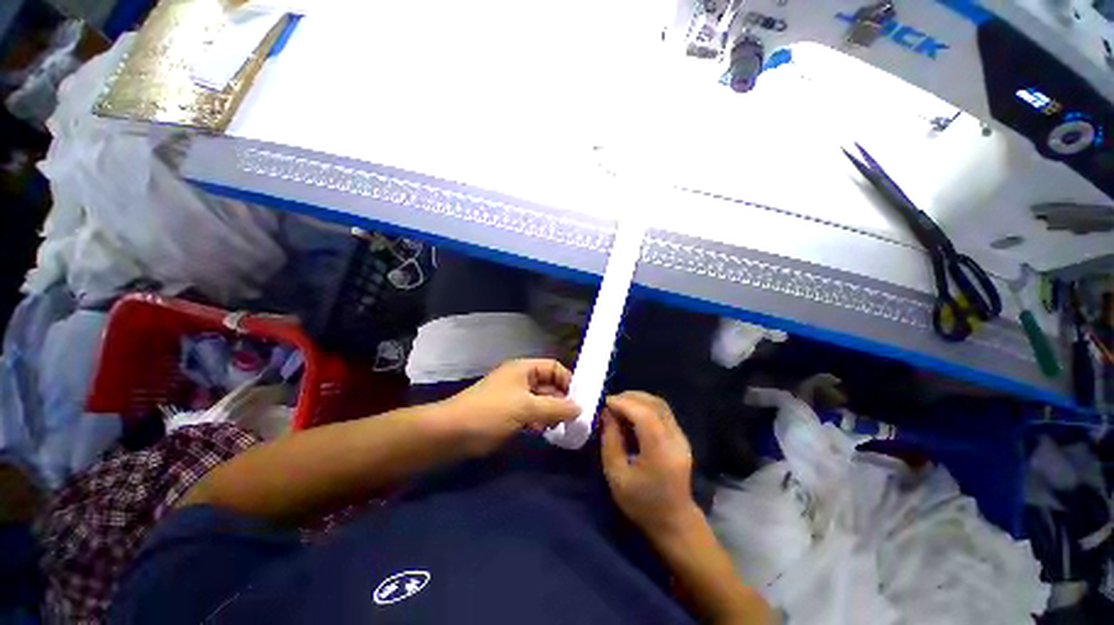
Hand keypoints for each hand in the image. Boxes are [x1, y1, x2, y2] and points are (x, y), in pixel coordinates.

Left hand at [438, 359, 580, 455]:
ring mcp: (513, 396)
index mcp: (524, 369)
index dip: (568, 381)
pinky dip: (539, 421)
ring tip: (562, 428)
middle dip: (562, 400)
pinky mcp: (507, 413)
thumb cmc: (490, 413)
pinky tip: (544, 432)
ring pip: (541, 401)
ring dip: (552, 412)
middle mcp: (521, 379)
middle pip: (549, 385)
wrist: (451, 433)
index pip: (554, 368)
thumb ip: (556, 407)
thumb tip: (580, 408)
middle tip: (575, 419)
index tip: (580, 400)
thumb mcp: (526, 407)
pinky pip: (531, 413)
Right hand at [601, 392, 698, 538]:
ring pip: (660, 405)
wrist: (674, 521)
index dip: (623, 403)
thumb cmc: (641, 503)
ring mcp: (681, 437)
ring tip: (619, 407)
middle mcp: (675, 439)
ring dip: (638, 400)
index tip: (605, 402)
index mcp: (660, 451)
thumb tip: (607, 414)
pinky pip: (663, 412)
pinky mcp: (681, 438)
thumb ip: (611, 441)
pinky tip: (632, 415)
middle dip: (629, 398)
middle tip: (610, 403)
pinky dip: (645, 407)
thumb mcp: (616, 475)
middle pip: (654, 404)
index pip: (644, 414)